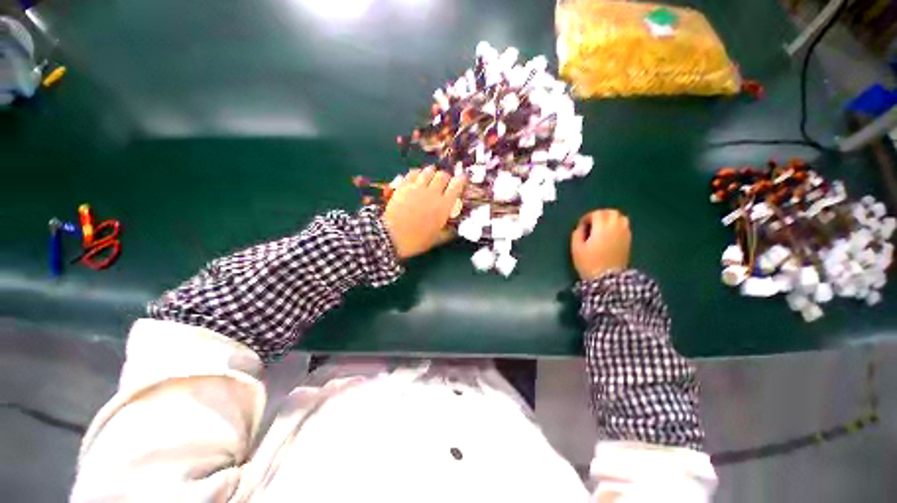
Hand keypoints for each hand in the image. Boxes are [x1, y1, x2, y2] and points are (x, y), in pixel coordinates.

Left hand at [382, 166, 465, 258]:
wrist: (392, 237)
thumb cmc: (417, 240)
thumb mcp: (437, 239)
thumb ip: (449, 232)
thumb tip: (456, 230)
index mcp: (443, 206)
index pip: (457, 185)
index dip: (461, 180)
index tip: (462, 180)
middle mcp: (432, 193)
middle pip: (443, 175)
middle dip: (446, 177)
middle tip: (445, 183)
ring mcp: (417, 188)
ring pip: (429, 170)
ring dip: (432, 173)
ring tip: (431, 178)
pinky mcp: (404, 186)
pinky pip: (413, 172)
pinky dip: (418, 173)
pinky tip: (418, 178)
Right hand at [570, 209, 630, 279]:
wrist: (607, 279)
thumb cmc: (589, 263)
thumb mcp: (576, 248)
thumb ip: (577, 234)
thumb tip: (582, 227)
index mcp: (602, 228)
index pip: (597, 214)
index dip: (587, 217)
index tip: (581, 226)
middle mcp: (616, 227)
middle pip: (611, 212)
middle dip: (600, 215)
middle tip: (591, 223)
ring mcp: (624, 234)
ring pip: (620, 217)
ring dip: (610, 219)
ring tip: (601, 227)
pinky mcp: (628, 241)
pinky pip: (624, 226)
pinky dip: (617, 225)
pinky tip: (609, 234)